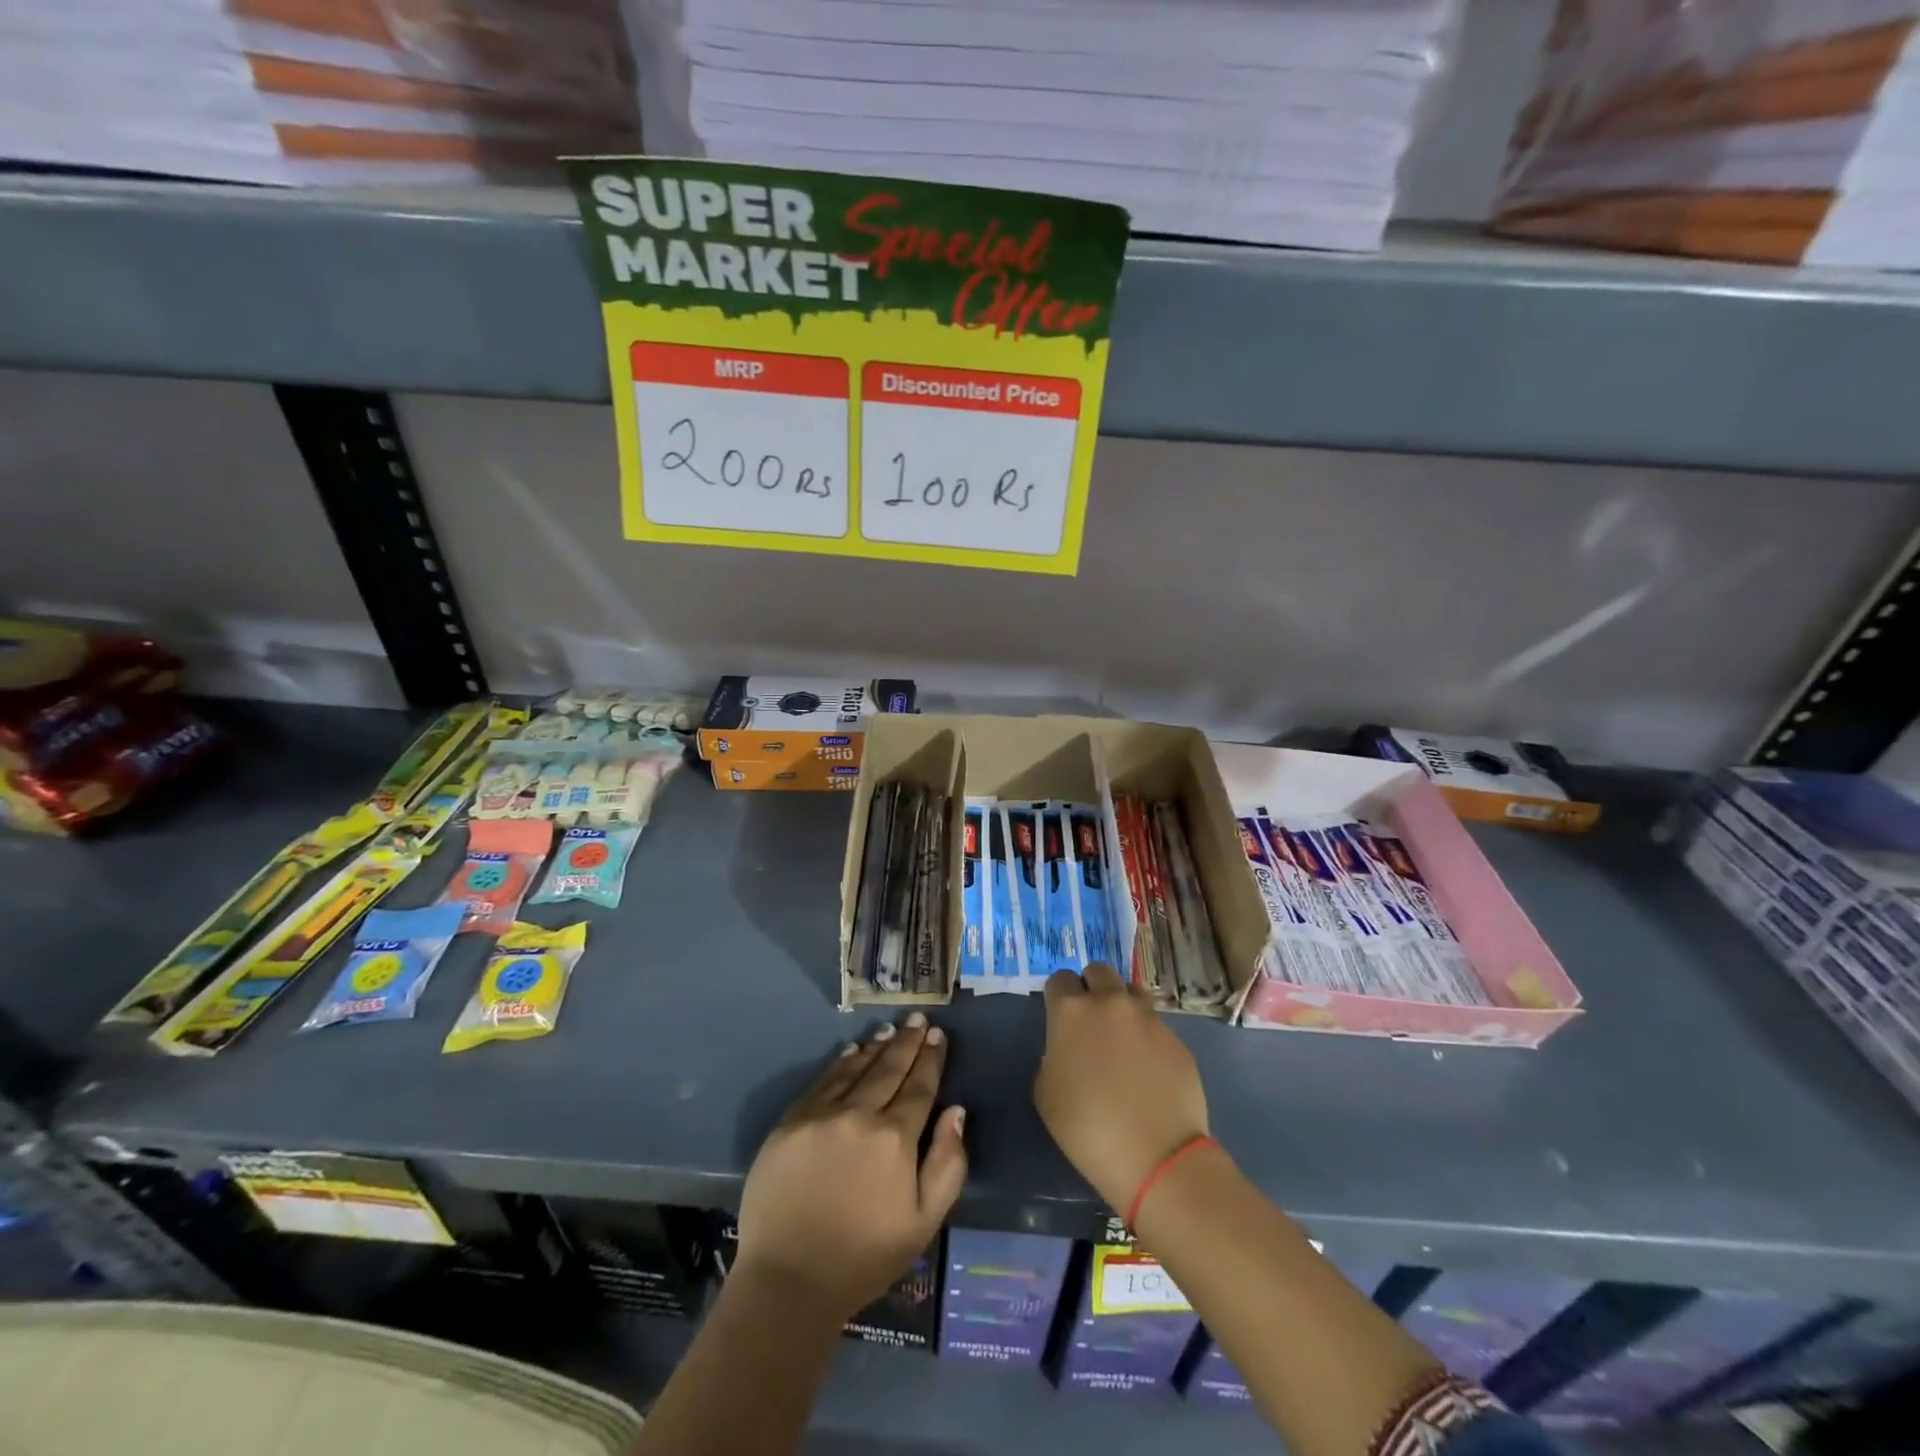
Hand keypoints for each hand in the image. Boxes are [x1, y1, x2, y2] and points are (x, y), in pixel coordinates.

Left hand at [735, 1013, 966, 1319]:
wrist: (788, 1281)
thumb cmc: (864, 1257)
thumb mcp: (923, 1222)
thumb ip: (948, 1164)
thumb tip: (956, 1111)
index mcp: (895, 1138)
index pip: (919, 1087)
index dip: (931, 1059)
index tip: (939, 1036)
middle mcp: (859, 1114)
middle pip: (889, 1069)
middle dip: (908, 1042)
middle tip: (919, 1020)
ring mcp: (821, 1114)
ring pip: (856, 1069)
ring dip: (877, 1047)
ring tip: (891, 1030)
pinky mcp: (790, 1122)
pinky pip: (822, 1081)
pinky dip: (841, 1063)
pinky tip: (852, 1051)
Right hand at [1034, 963, 1208, 1211]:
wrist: (1157, 1157)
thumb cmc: (1088, 1129)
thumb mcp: (1046, 1094)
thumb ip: (1052, 1056)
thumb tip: (1067, 1049)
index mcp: (1072, 1011)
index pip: (1059, 979)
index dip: (1057, 997)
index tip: (1059, 1018)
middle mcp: (1110, 1002)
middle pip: (1098, 971)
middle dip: (1091, 987)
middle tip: (1090, 1020)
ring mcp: (1148, 1017)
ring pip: (1131, 990)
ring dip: (1122, 1004)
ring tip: (1121, 1036)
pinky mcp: (1176, 1038)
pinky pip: (1155, 1024)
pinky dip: (1146, 1035)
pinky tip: (1147, 1067)